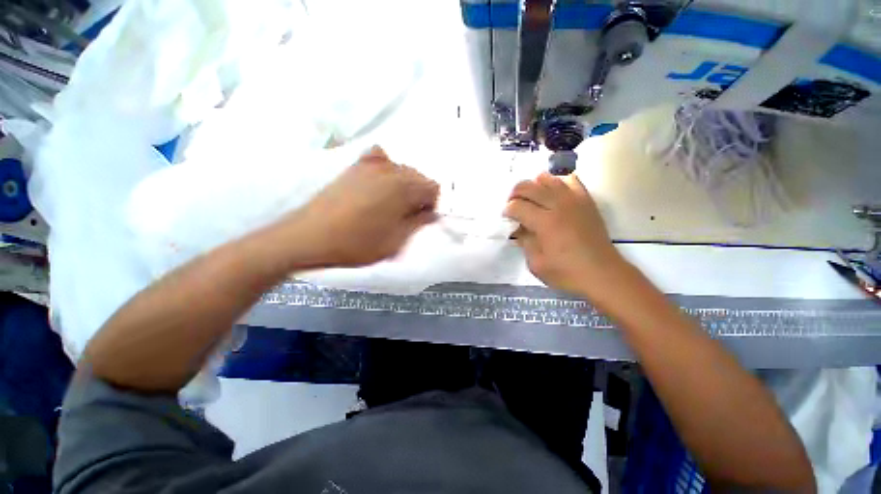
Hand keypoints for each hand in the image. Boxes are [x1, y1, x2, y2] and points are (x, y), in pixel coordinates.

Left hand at [291, 146, 438, 266]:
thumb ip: (418, 223)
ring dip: (404, 184)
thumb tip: (433, 214)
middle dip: (419, 194)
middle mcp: (390, 170)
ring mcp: (370, 165)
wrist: (311, 236)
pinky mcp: (354, 167)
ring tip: (391, 202)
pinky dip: (385, 168)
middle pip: (418, 176)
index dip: (431, 204)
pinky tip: (378, 183)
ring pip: (401, 169)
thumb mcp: (395, 240)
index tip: (421, 218)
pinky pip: (378, 158)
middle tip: (407, 213)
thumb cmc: (357, 243)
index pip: (433, 187)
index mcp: (404, 188)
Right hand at [504, 172, 626, 294]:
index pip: (517, 206)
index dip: (507, 210)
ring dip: (533, 186)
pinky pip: (570, 180)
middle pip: (528, 187)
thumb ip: (524, 241)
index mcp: (544, 222)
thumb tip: (518, 228)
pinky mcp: (586, 200)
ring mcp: (574, 200)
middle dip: (515, 194)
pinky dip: (557, 182)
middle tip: (513, 205)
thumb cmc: (566, 273)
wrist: (602, 273)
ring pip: (548, 179)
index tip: (506, 217)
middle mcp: (558, 205)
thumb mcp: (536, 263)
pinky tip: (553, 194)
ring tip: (530, 198)